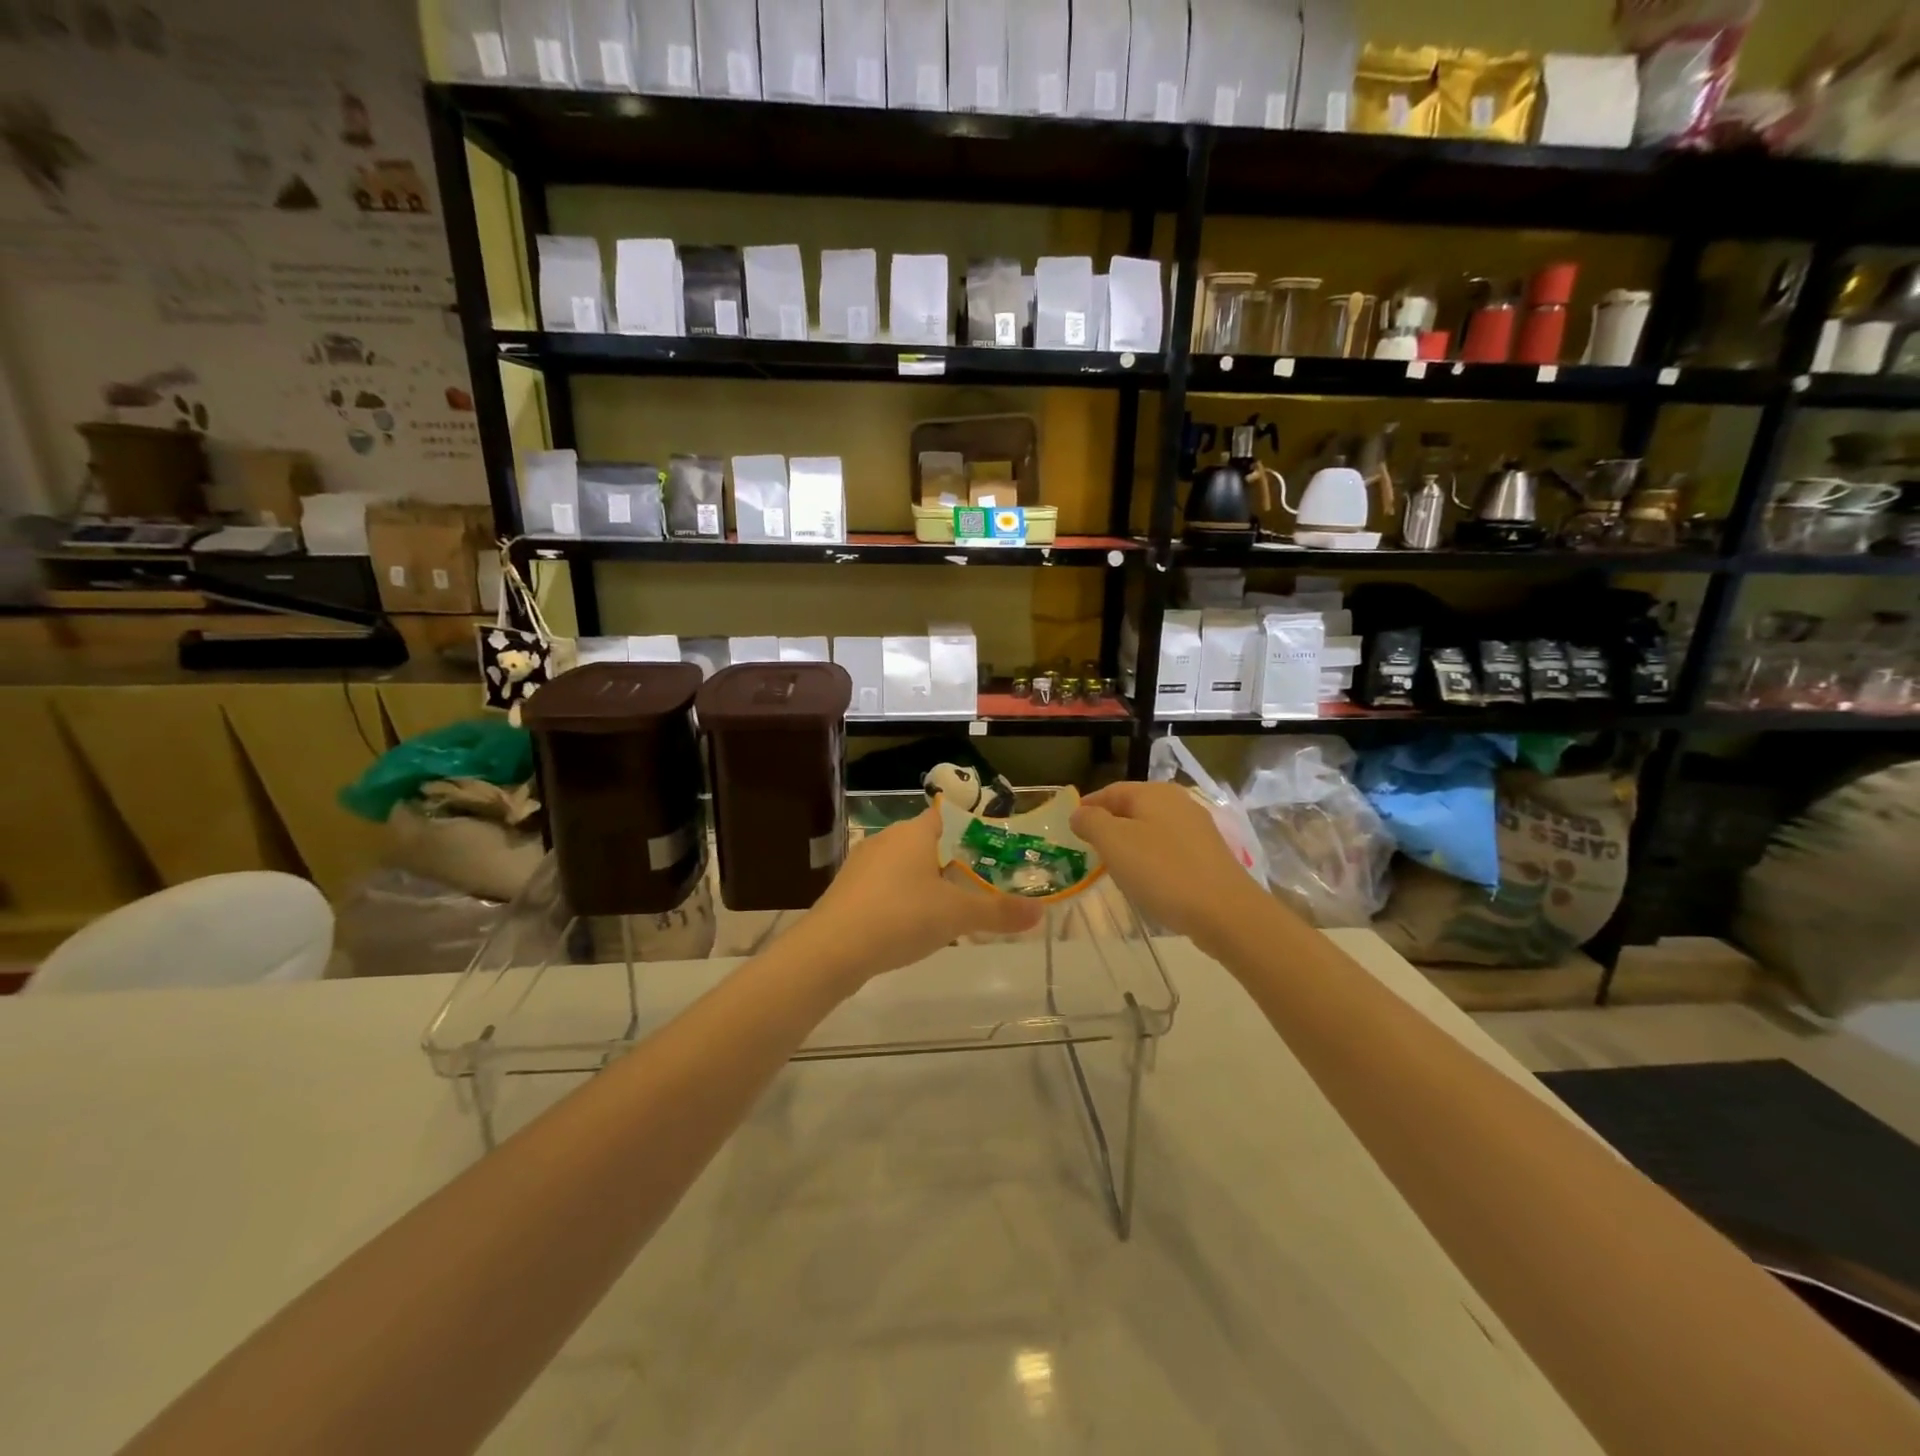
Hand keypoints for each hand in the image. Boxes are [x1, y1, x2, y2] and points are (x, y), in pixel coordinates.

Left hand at [789, 807, 1042, 986]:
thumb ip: (999, 912)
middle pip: (929, 843)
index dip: (973, 832)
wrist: (832, 949)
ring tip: (952, 910)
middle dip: (954, 863)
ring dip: (927, 883)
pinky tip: (912, 927)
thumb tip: (1040, 912)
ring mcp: (862, 864)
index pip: (949, 817)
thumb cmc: (900, 917)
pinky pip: (885, 888)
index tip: (994, 853)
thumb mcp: (957, 915)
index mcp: (914, 832)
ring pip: (905, 866)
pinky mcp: (847, 891)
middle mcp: (887, 839)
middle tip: (981, 886)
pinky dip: (903, 900)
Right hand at [1071, 781, 1272, 945]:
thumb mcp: (1114, 842)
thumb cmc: (1162, 871)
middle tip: (1088, 850)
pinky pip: (1169, 850)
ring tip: (1114, 868)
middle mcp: (1178, 802)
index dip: (1088, 807)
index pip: (1110, 791)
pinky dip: (1151, 860)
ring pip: (1151, 830)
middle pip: (1132, 809)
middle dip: (1109, 826)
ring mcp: (1197, 829)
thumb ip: (1091, 822)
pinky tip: (1147, 881)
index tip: (1070, 829)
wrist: (1225, 912)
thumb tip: (1080, 813)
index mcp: (1154, 792)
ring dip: (1130, 844)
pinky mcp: (1208, 855)